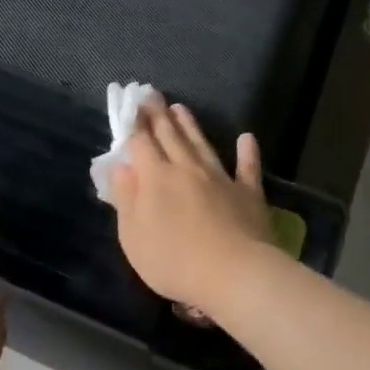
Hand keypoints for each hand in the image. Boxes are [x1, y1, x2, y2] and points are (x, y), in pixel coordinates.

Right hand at [111, 96, 272, 318]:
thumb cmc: (174, 261)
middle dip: (158, 115)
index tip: (129, 105)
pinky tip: (246, 138)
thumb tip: (121, 167)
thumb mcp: (133, 236)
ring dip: (190, 125)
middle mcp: (186, 168)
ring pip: (201, 144)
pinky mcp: (248, 193)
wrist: (235, 274)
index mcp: (155, 178)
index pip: (140, 143)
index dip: (133, 124)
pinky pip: (247, 167)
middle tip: (151, 94)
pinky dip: (247, 152)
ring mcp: (220, 178)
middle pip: (169, 136)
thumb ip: (126, 199)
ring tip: (180, 108)